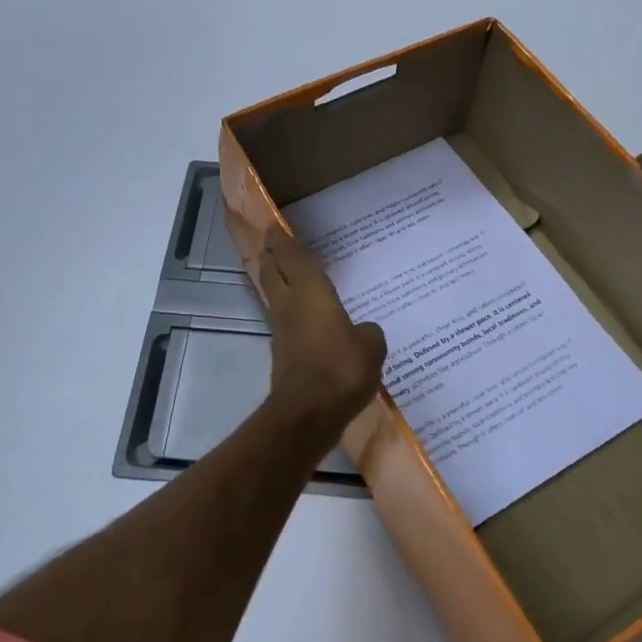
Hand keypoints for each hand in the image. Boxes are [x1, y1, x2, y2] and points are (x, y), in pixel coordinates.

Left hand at [255, 228, 386, 445]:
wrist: (308, 412)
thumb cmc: (341, 368)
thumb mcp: (370, 346)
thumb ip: (367, 333)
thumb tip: (362, 333)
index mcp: (310, 291)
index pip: (292, 257)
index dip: (282, 241)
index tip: (273, 229)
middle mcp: (290, 304)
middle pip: (273, 273)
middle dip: (271, 257)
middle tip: (272, 245)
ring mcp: (282, 330)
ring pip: (275, 296)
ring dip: (277, 283)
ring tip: (288, 276)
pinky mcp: (282, 354)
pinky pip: (284, 322)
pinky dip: (290, 313)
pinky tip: (304, 318)